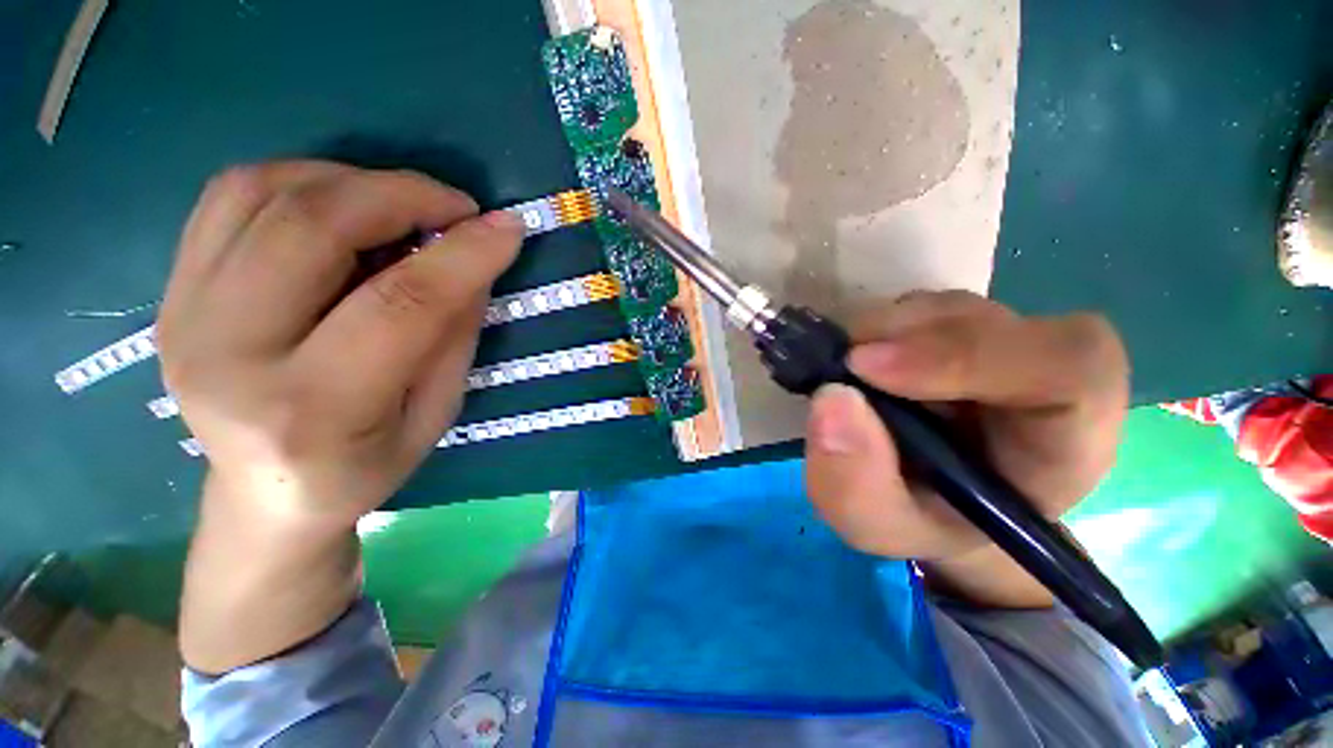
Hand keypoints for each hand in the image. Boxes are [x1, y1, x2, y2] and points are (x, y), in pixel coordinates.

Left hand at [159, 161, 521, 528]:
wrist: (265, 493)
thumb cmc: (365, 463)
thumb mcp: (435, 413)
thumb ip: (454, 334)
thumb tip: (475, 259)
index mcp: (313, 409)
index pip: (400, 305)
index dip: (464, 255)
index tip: (508, 227)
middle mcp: (230, 355)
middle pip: (313, 229)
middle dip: (402, 196)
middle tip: (456, 206)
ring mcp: (186, 315)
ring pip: (262, 193)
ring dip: (352, 181)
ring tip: (403, 204)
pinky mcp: (172, 291)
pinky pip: (230, 196)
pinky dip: (300, 180)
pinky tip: (345, 204)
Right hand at [803, 291, 1127, 597]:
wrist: (932, 500)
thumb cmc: (923, 521)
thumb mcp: (878, 526)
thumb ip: (856, 484)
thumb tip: (831, 396)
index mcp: (1065, 440)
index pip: (1068, 367)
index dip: (967, 354)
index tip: (866, 367)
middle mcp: (1042, 375)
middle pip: (992, 322)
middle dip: (903, 337)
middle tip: (840, 365)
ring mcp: (999, 343)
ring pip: (945, 309)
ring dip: (881, 332)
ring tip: (846, 374)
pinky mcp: (957, 329)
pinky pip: (915, 309)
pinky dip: (873, 328)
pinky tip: (855, 364)